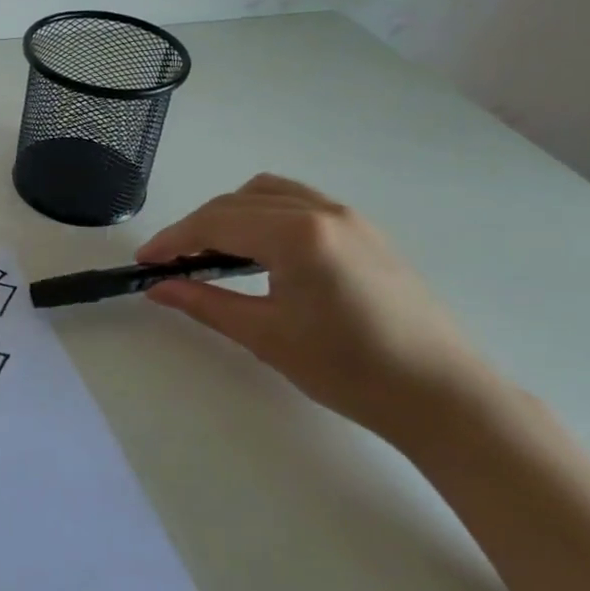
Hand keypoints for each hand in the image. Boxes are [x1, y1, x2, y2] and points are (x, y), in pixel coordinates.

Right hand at [138, 174, 494, 447]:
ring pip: (267, 193)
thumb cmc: (350, 370)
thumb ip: (205, 303)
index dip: (172, 240)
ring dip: (229, 214)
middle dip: (196, 228)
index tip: (144, 261)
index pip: (215, 223)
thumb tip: (158, 288)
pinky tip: (260, 250)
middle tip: (171, 263)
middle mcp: (321, 211)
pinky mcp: (363, 230)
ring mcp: (347, 216)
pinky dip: (263, 214)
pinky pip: (297, 202)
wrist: (445, 397)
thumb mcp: (266, 336)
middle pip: (236, 202)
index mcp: (297, 235)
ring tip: (212, 252)